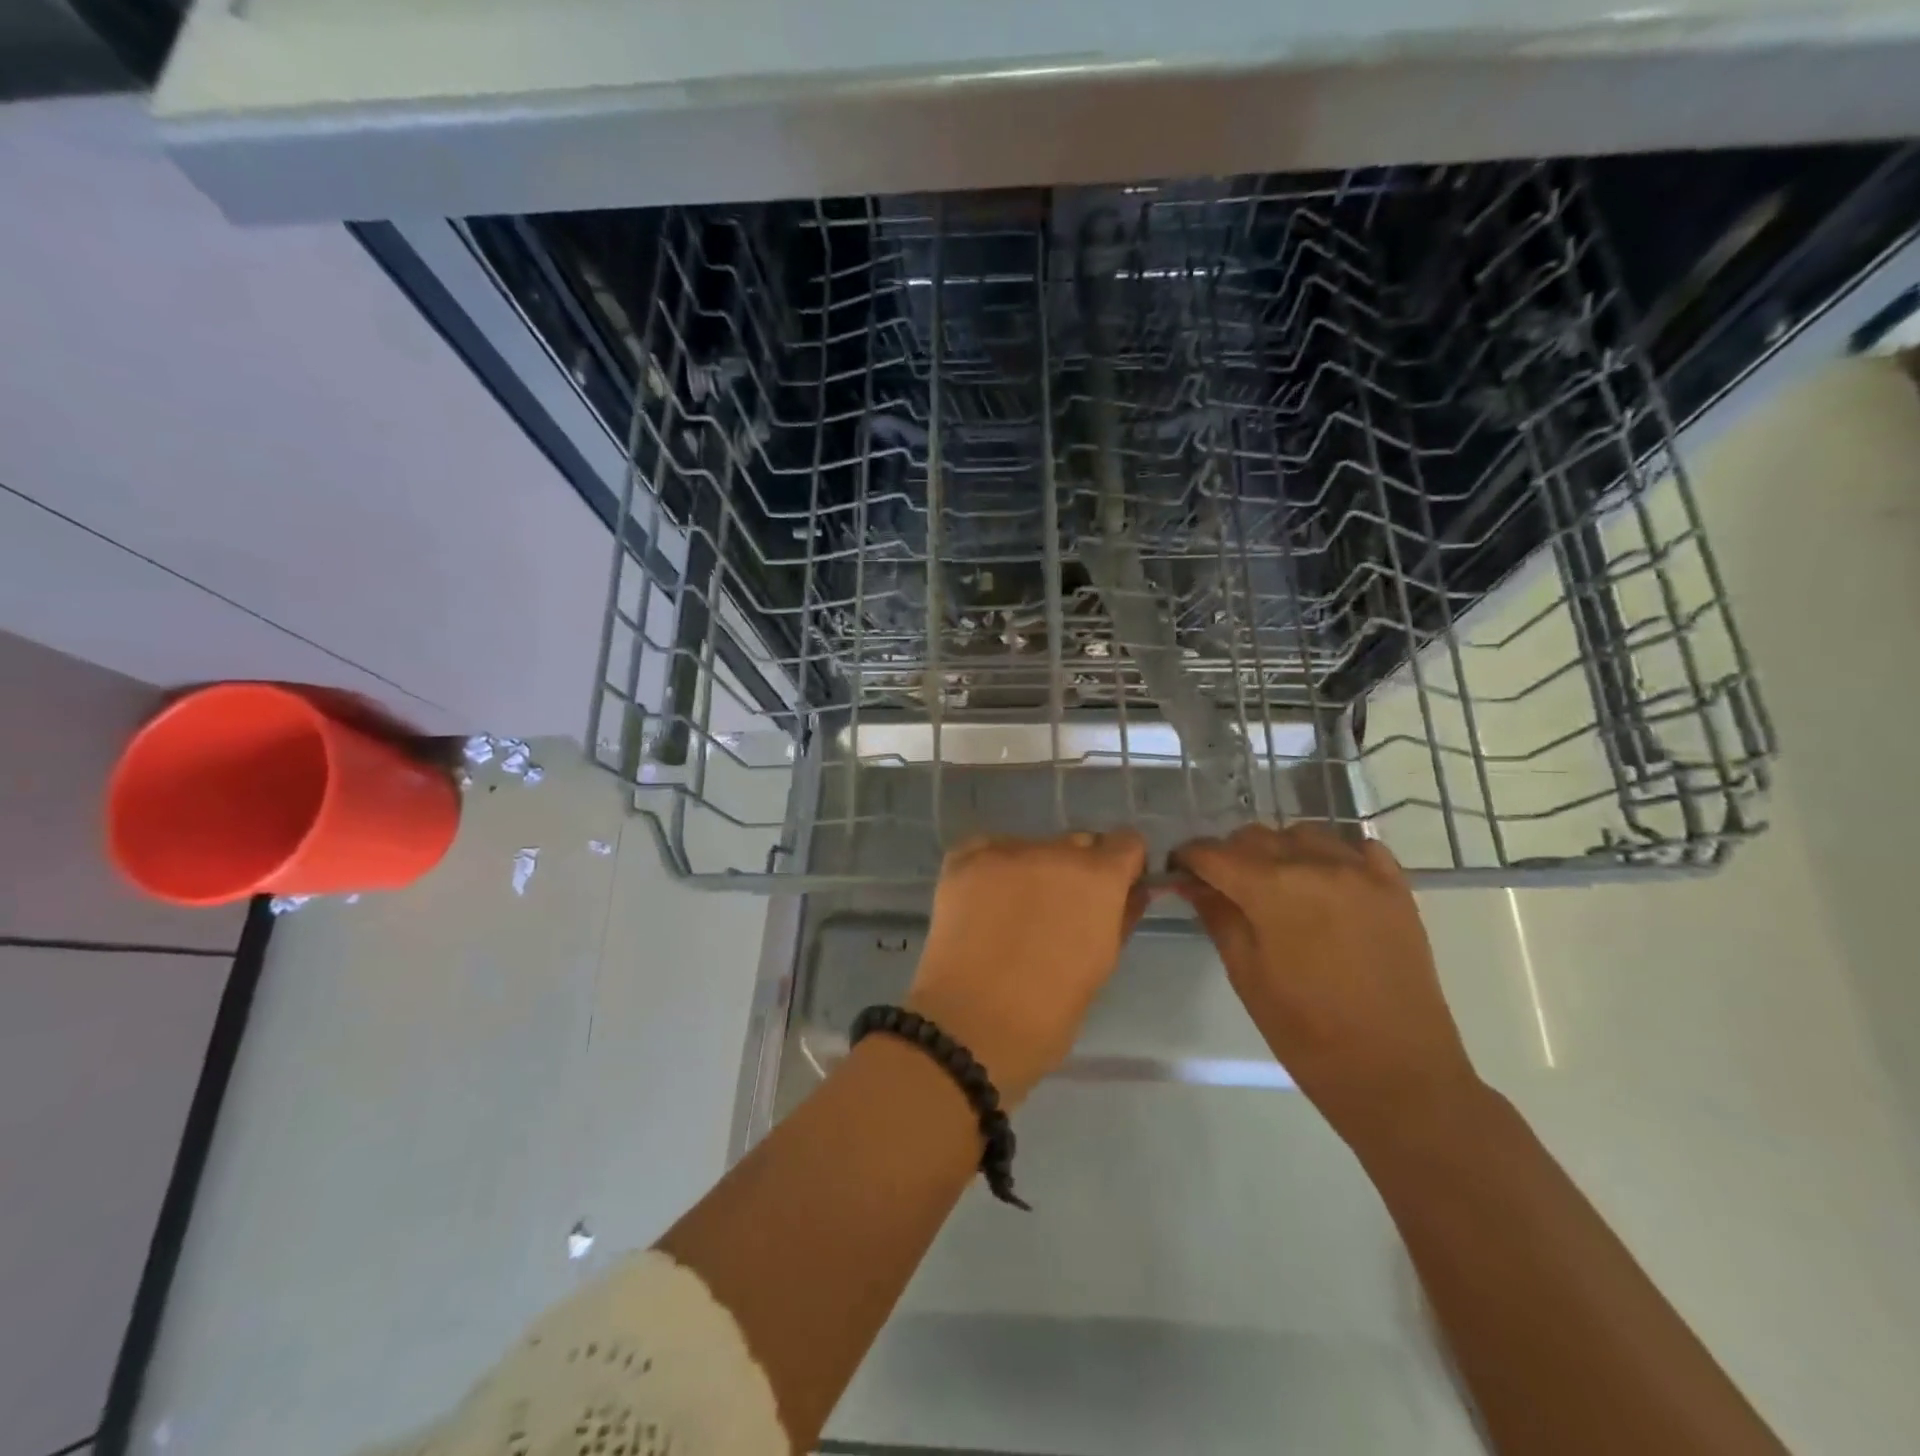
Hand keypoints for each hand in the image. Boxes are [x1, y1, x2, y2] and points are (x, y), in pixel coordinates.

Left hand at [906, 830, 1147, 1105]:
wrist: (970, 1026)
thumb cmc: (1048, 1012)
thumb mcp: (1101, 965)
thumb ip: (1121, 917)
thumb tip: (1135, 890)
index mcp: (1098, 878)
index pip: (1126, 843)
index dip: (1122, 866)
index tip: (1113, 891)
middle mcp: (1054, 851)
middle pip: (1077, 844)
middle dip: (1076, 870)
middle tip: (1057, 911)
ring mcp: (1005, 851)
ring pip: (1031, 847)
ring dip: (1032, 870)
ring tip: (1012, 913)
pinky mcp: (963, 858)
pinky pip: (987, 850)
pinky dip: (990, 869)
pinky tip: (982, 904)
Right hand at [1171, 824, 1480, 1132]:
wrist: (1398, 1074)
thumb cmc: (1307, 1033)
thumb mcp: (1246, 975)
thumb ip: (1217, 916)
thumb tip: (1190, 882)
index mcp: (1272, 889)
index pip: (1213, 852)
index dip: (1188, 859)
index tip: (1178, 873)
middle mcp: (1316, 865)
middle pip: (1255, 836)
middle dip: (1229, 854)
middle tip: (1221, 886)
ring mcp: (1362, 872)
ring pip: (1303, 834)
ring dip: (1279, 850)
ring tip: (1275, 884)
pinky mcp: (1396, 887)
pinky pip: (1356, 847)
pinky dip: (1333, 855)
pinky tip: (1325, 882)